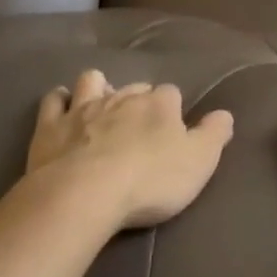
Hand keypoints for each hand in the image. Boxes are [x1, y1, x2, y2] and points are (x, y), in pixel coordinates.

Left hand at [26, 70, 234, 229]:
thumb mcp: (198, 162)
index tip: (173, 130)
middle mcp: (123, 97)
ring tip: (101, 105)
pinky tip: (61, 109)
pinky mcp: (51, 126)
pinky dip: (59, 101)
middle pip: (134, 88)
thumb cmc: (149, 181)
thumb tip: (225, 114)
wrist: (84, 194)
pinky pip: (54, 100)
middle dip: (137, 99)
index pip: (171, 94)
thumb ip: (214, 135)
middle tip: (139, 124)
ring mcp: (84, 108)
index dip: (172, 110)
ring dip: (98, 88)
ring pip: (93, 82)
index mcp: (159, 104)